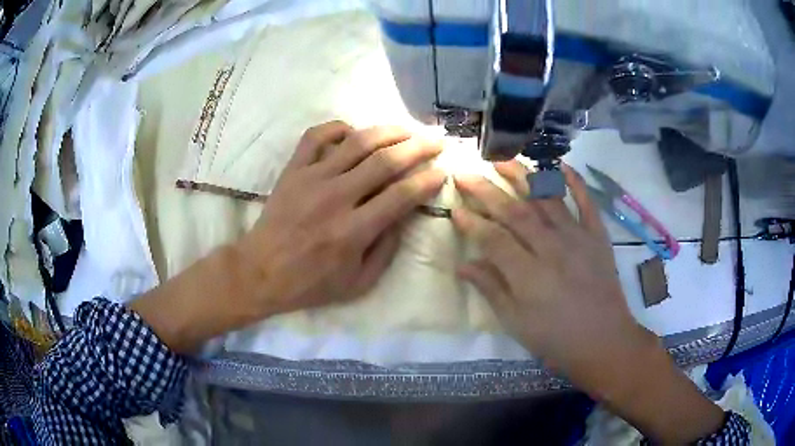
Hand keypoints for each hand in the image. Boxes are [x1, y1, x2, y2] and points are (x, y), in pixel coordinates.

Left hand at [131, 121, 443, 353]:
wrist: (262, 271)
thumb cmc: (311, 283)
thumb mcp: (359, 282)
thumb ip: (387, 249)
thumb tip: (404, 215)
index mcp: (354, 230)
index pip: (401, 195)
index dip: (427, 180)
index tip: (441, 172)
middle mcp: (336, 197)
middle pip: (385, 161)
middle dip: (417, 148)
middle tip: (436, 141)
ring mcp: (312, 179)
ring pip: (357, 142)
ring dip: (387, 131)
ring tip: (406, 129)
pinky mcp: (293, 170)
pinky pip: (316, 137)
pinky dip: (337, 127)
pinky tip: (353, 131)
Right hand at [452, 161, 644, 381]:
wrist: (604, 342)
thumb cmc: (556, 340)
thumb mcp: (516, 323)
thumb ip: (491, 290)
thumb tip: (463, 265)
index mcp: (528, 275)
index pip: (493, 239)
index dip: (472, 223)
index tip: (454, 208)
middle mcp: (551, 248)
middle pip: (515, 212)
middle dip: (486, 191)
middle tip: (465, 173)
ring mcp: (577, 238)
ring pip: (546, 199)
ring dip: (523, 177)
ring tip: (502, 159)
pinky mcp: (597, 236)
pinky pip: (587, 203)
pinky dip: (575, 182)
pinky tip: (561, 165)